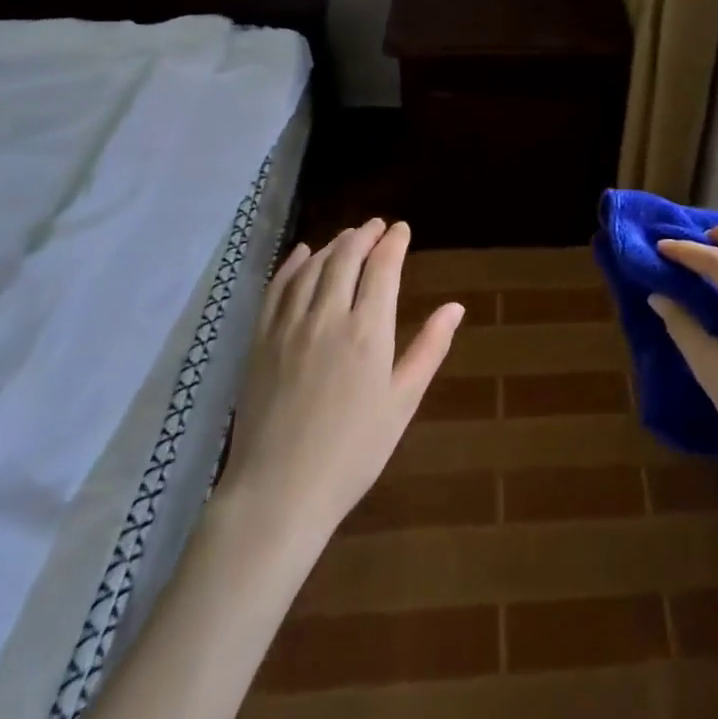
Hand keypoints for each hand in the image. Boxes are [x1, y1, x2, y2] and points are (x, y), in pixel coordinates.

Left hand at [218, 220, 463, 537]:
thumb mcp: (402, 402)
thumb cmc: (353, 452)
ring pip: (313, 267)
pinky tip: (303, 254)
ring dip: (333, 244)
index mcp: (368, 331)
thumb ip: (429, 348)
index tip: (402, 229)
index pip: (382, 267)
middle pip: (346, 257)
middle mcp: (328, 316)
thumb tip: (455, 307)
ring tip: (348, 236)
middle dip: (365, 234)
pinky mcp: (261, 340)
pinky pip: (277, 288)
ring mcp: (289, 326)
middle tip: (377, 226)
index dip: (394, 242)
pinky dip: (293, 264)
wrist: (279, 492)